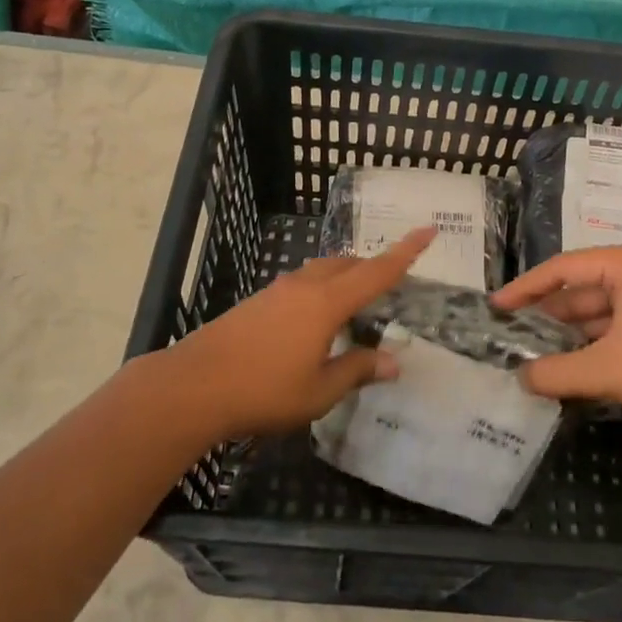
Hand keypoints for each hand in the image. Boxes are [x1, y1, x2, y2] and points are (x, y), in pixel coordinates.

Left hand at [138, 228, 433, 438]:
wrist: (193, 385)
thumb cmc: (264, 391)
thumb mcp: (319, 391)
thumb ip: (357, 370)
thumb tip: (393, 361)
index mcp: (327, 303)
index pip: (376, 271)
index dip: (406, 252)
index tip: (428, 230)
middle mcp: (304, 286)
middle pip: (346, 264)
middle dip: (371, 268)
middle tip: (390, 285)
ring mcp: (276, 291)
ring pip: (321, 271)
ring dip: (343, 278)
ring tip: (354, 305)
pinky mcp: (256, 302)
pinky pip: (300, 284)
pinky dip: (319, 291)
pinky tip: (313, 322)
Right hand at [492, 243, 621, 421]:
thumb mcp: (604, 370)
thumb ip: (555, 372)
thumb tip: (520, 377)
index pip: (561, 269)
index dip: (525, 289)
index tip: (497, 307)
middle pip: (578, 289)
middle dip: (545, 314)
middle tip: (510, 333)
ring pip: (595, 310)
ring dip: (567, 332)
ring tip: (532, 352)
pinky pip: (612, 325)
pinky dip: (590, 342)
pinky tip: (569, 364)